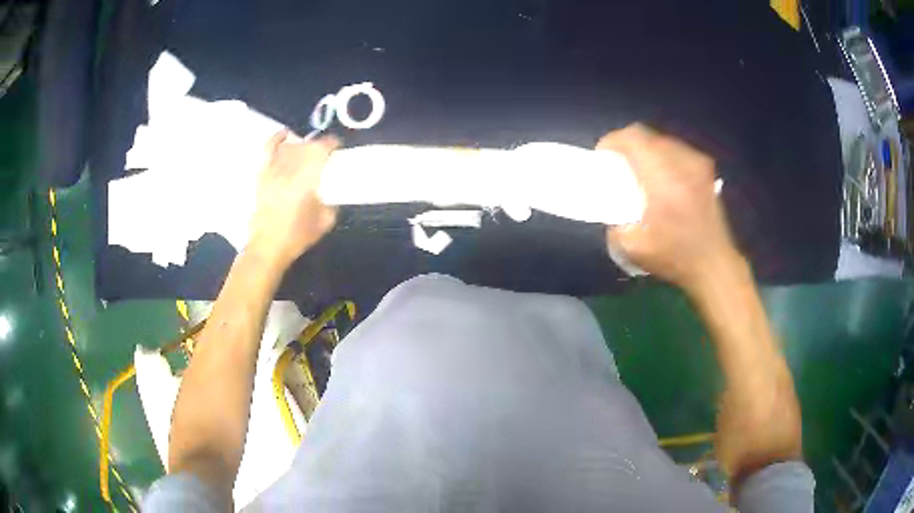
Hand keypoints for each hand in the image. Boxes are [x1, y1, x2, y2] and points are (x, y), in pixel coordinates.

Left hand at [249, 130, 338, 268]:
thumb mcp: (325, 220)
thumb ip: (332, 201)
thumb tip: (333, 190)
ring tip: (309, 152)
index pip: (321, 149)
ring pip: (291, 146)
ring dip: (303, 146)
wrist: (267, 246)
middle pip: (307, 146)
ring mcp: (273, 169)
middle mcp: (289, 169)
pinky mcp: (263, 173)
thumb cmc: (297, 236)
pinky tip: (286, 136)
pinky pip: (269, 148)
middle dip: (320, 147)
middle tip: (326, 156)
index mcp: (306, 179)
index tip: (338, 147)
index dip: (332, 144)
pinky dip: (278, 138)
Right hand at [597, 124, 741, 293]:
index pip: (633, 138)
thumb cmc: (674, 257)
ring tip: (641, 171)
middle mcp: (682, 163)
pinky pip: (678, 151)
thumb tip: (612, 204)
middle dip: (628, 146)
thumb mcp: (632, 247)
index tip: (603, 157)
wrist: (713, 265)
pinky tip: (663, 178)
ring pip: (663, 141)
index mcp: (663, 178)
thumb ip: (614, 219)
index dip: (613, 141)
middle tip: (620, 166)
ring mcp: (698, 164)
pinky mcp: (706, 171)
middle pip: (647, 136)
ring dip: (647, 151)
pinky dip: (665, 158)